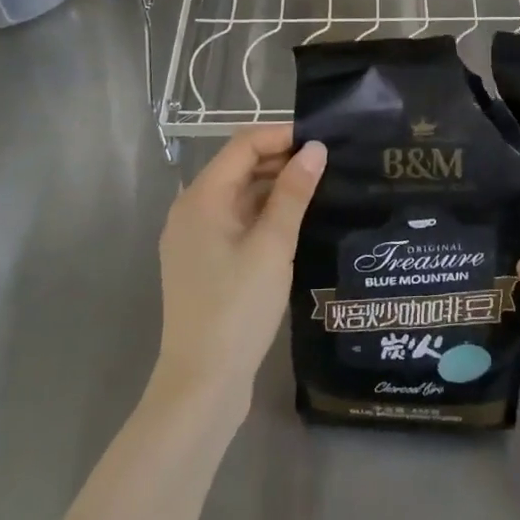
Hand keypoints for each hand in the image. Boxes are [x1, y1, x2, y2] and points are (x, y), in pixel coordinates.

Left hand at [151, 126, 325, 423]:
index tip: (323, 141)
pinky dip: (263, 212)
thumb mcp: (272, 246)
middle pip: (238, 166)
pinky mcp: (204, 260)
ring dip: (274, 186)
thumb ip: (293, 193)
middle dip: (281, 159)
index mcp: (201, 198)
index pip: (243, 144)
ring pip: (239, 194)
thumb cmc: (237, 308)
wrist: (201, 384)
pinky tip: (295, 220)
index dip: (282, 135)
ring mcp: (195, 237)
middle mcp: (191, 209)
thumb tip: (315, 149)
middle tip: (328, 164)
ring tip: (319, 188)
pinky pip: (235, 219)